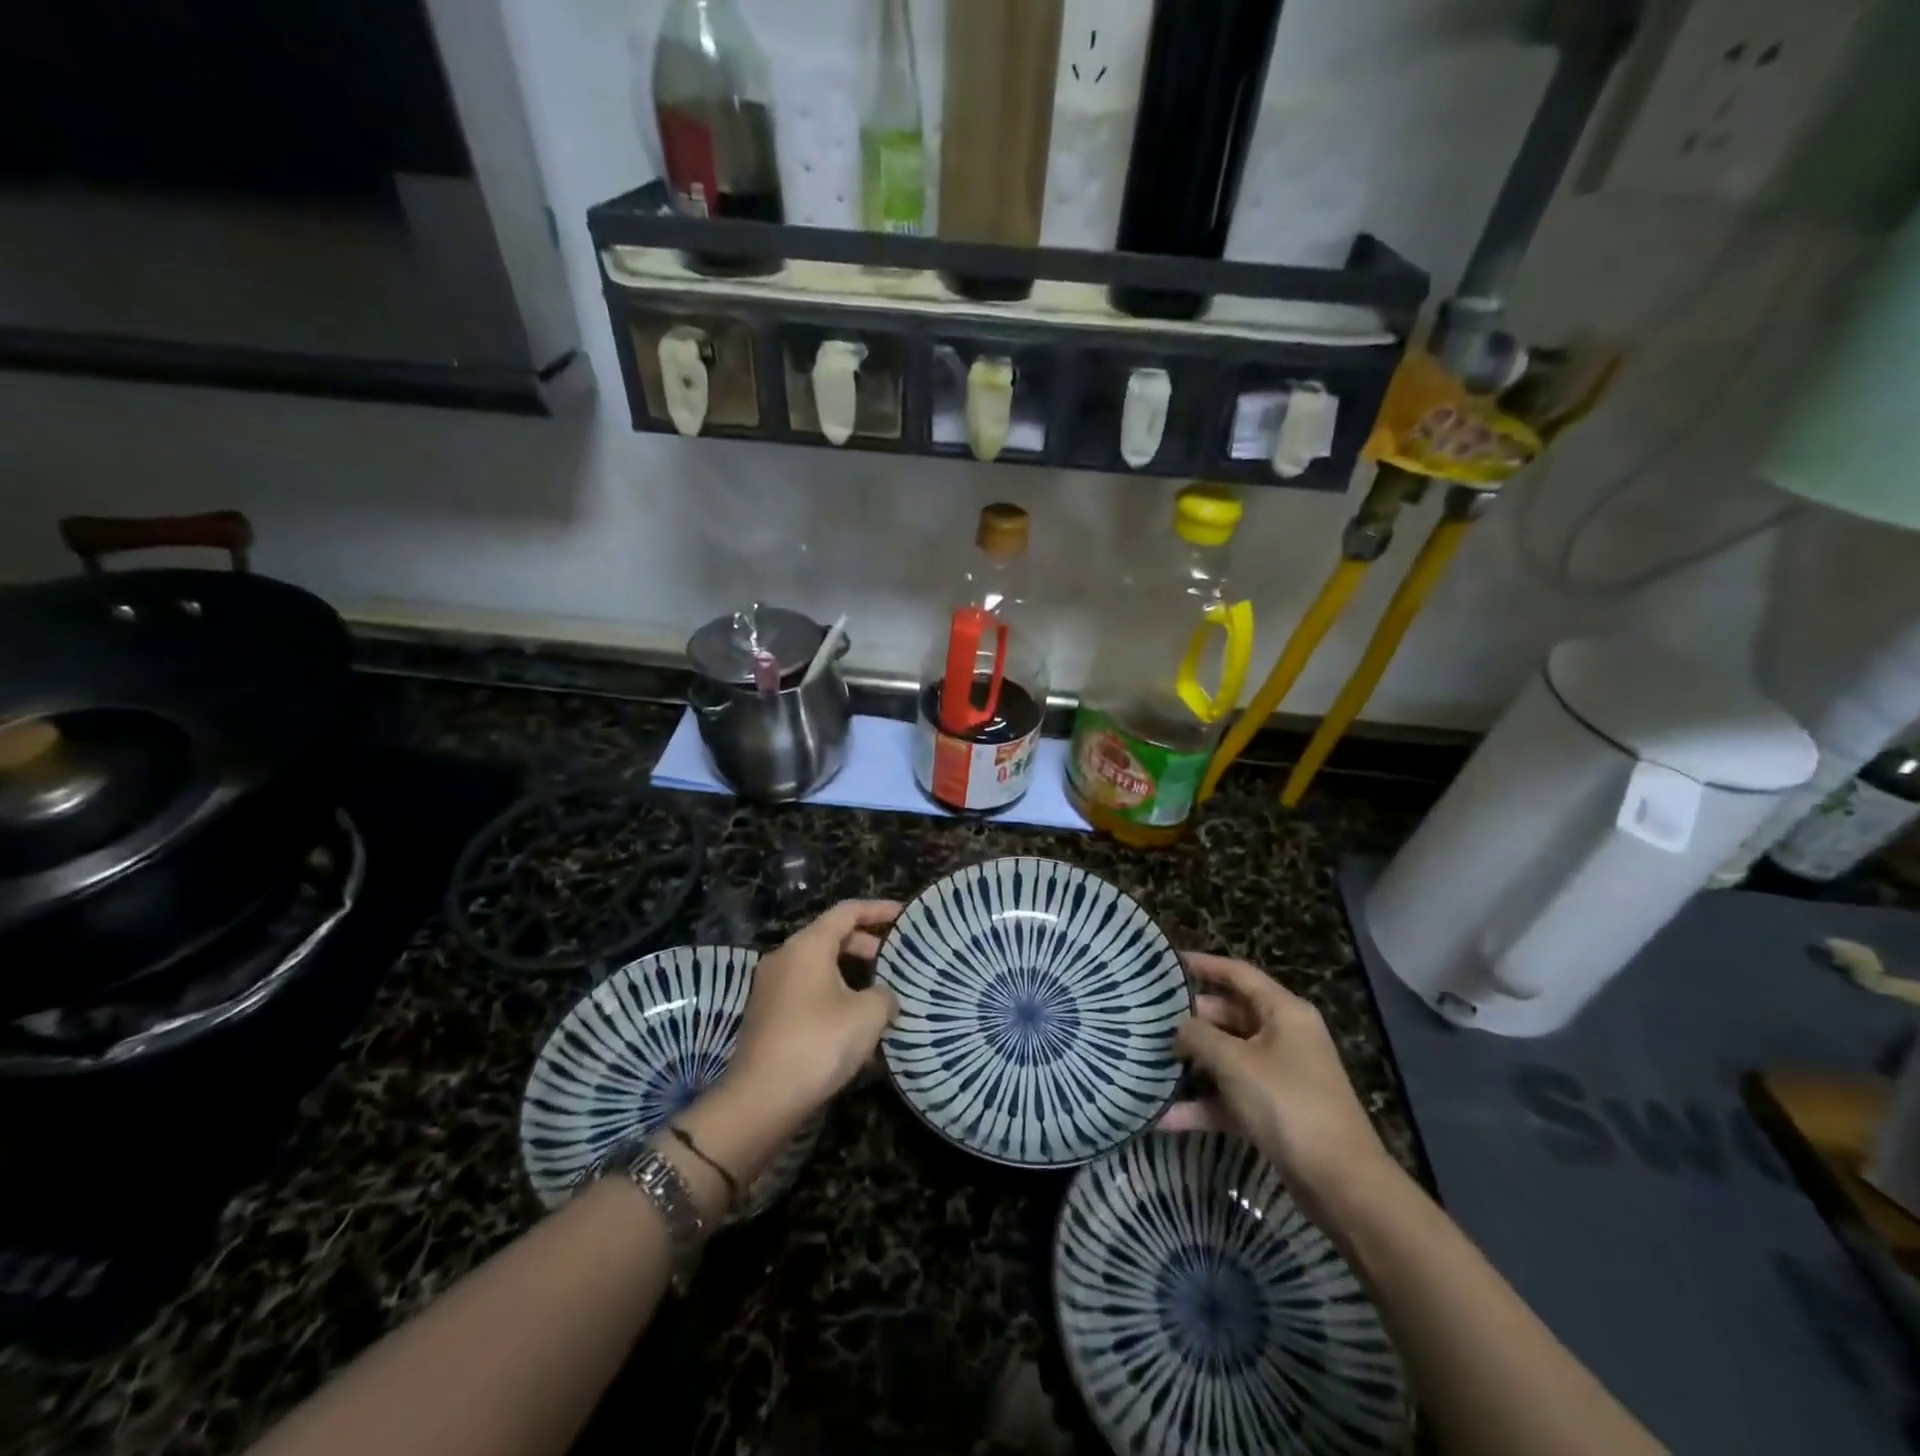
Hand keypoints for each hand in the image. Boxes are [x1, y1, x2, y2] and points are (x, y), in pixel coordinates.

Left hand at [725, 899, 901, 1117]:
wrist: (761, 1099)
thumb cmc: (819, 1043)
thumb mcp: (868, 1015)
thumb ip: (884, 995)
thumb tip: (883, 997)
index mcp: (807, 945)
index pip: (847, 912)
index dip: (878, 910)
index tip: (903, 914)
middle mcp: (784, 957)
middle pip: (830, 938)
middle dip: (864, 946)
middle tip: (893, 960)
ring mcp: (770, 987)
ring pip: (817, 967)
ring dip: (849, 976)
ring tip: (878, 996)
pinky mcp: (766, 1016)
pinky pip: (805, 992)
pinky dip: (831, 996)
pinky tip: (852, 1026)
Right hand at [1163, 952, 1399, 1223]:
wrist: (1340, 1183)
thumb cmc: (1287, 1104)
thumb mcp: (1235, 1062)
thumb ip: (1199, 1036)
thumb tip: (1178, 1026)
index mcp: (1284, 1013)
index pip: (1239, 974)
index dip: (1204, 965)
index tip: (1168, 963)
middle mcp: (1284, 1037)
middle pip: (1230, 1015)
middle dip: (1192, 1019)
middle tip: (1150, 1018)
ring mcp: (1280, 1075)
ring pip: (1228, 1057)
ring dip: (1194, 1064)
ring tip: (1151, 1061)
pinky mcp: (1274, 1111)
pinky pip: (1231, 1096)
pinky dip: (1204, 1105)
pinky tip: (1166, 1117)